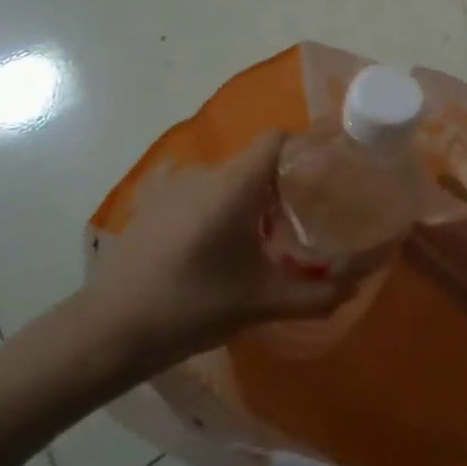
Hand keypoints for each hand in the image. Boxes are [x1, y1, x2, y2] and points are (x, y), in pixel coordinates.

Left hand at [83, 130, 365, 366]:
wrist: (110, 328)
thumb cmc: (192, 307)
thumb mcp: (260, 303)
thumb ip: (314, 295)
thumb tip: (356, 288)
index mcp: (234, 185)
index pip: (277, 137)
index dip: (304, 146)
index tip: (324, 171)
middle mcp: (205, 173)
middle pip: (255, 160)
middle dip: (281, 184)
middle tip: (301, 219)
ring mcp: (174, 184)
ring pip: (226, 177)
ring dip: (247, 198)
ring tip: (260, 238)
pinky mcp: (152, 201)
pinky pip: (198, 191)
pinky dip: (216, 206)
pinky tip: (215, 245)